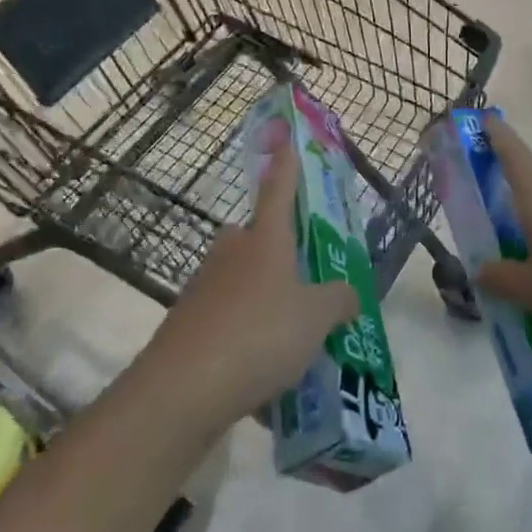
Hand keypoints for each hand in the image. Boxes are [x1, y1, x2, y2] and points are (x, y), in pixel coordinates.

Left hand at [146, 126, 358, 426]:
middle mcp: (231, 254)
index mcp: (265, 240)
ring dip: (261, 297)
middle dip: (276, 249)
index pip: (279, 189)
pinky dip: (244, 337)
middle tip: (304, 274)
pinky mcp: (186, 327)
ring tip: (290, 335)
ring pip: (240, 280)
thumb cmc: (259, 335)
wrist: (180, 391)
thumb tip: (350, 292)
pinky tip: (263, 374)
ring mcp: (203, 289)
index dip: (286, 166)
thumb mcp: (316, 318)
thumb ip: (339, 300)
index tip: (286, 140)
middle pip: (255, 237)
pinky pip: (226, 321)